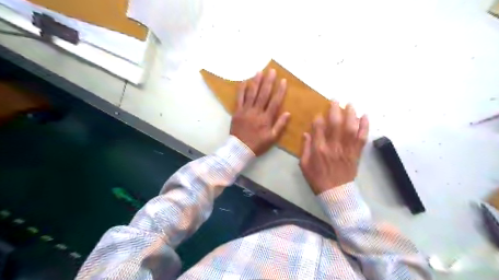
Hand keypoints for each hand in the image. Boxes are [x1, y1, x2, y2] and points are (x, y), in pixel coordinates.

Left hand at [231, 68, 293, 155]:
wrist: (239, 149)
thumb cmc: (258, 144)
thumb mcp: (272, 138)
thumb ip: (280, 125)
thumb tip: (288, 113)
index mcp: (266, 119)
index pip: (275, 102)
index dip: (280, 91)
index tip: (283, 81)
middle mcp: (256, 112)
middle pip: (263, 94)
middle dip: (268, 82)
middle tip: (272, 71)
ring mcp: (246, 111)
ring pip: (251, 94)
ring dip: (256, 82)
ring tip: (259, 72)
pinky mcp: (237, 112)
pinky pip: (239, 99)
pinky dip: (241, 89)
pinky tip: (244, 81)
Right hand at [297, 101, 366, 194]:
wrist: (335, 193)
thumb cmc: (317, 179)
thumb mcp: (304, 165)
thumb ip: (305, 148)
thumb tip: (306, 134)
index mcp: (319, 149)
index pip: (319, 128)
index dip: (319, 118)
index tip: (319, 113)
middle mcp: (333, 146)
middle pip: (336, 123)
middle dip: (335, 109)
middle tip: (335, 100)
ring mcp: (347, 149)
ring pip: (350, 128)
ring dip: (351, 114)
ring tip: (350, 104)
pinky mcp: (356, 153)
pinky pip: (362, 138)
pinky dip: (365, 126)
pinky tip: (365, 116)